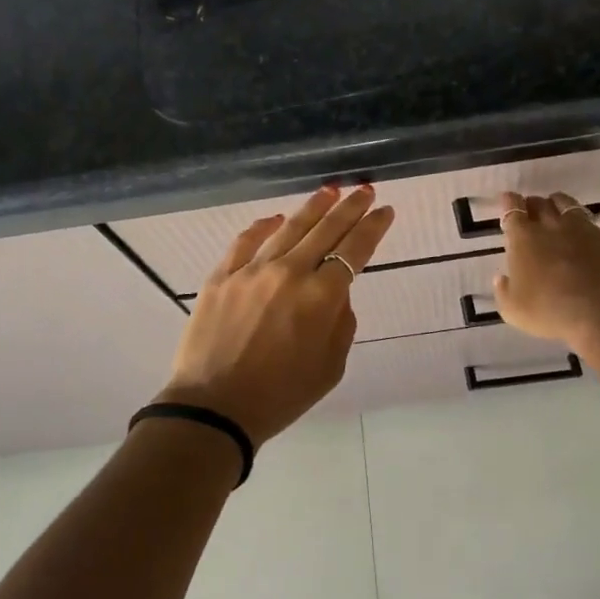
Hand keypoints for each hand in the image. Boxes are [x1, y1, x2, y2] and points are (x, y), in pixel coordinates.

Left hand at [155, 185, 394, 446]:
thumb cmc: (280, 396)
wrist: (214, 408)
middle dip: (349, 207)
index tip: (385, 211)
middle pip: (325, 229)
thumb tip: (336, 293)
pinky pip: (245, 241)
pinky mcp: (221, 276)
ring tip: (329, 191)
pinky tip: (274, 218)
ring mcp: (252, 271)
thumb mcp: (330, 368)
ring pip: (288, 228)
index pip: (354, 250)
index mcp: (321, 297)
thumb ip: (341, 323)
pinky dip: (263, 227)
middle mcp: (289, 273)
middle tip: (364, 190)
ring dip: (312, 208)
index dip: (373, 227)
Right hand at [491, 192, 599, 350]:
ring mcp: (584, 228)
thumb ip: (503, 292)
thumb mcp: (513, 310)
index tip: (508, 200)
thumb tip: (500, 279)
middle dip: (533, 204)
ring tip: (560, 211)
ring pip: (569, 204)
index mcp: (523, 238)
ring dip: (561, 204)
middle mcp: (552, 225)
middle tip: (531, 212)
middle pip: (540, 203)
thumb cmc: (549, 311)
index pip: (512, 209)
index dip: (509, 202)